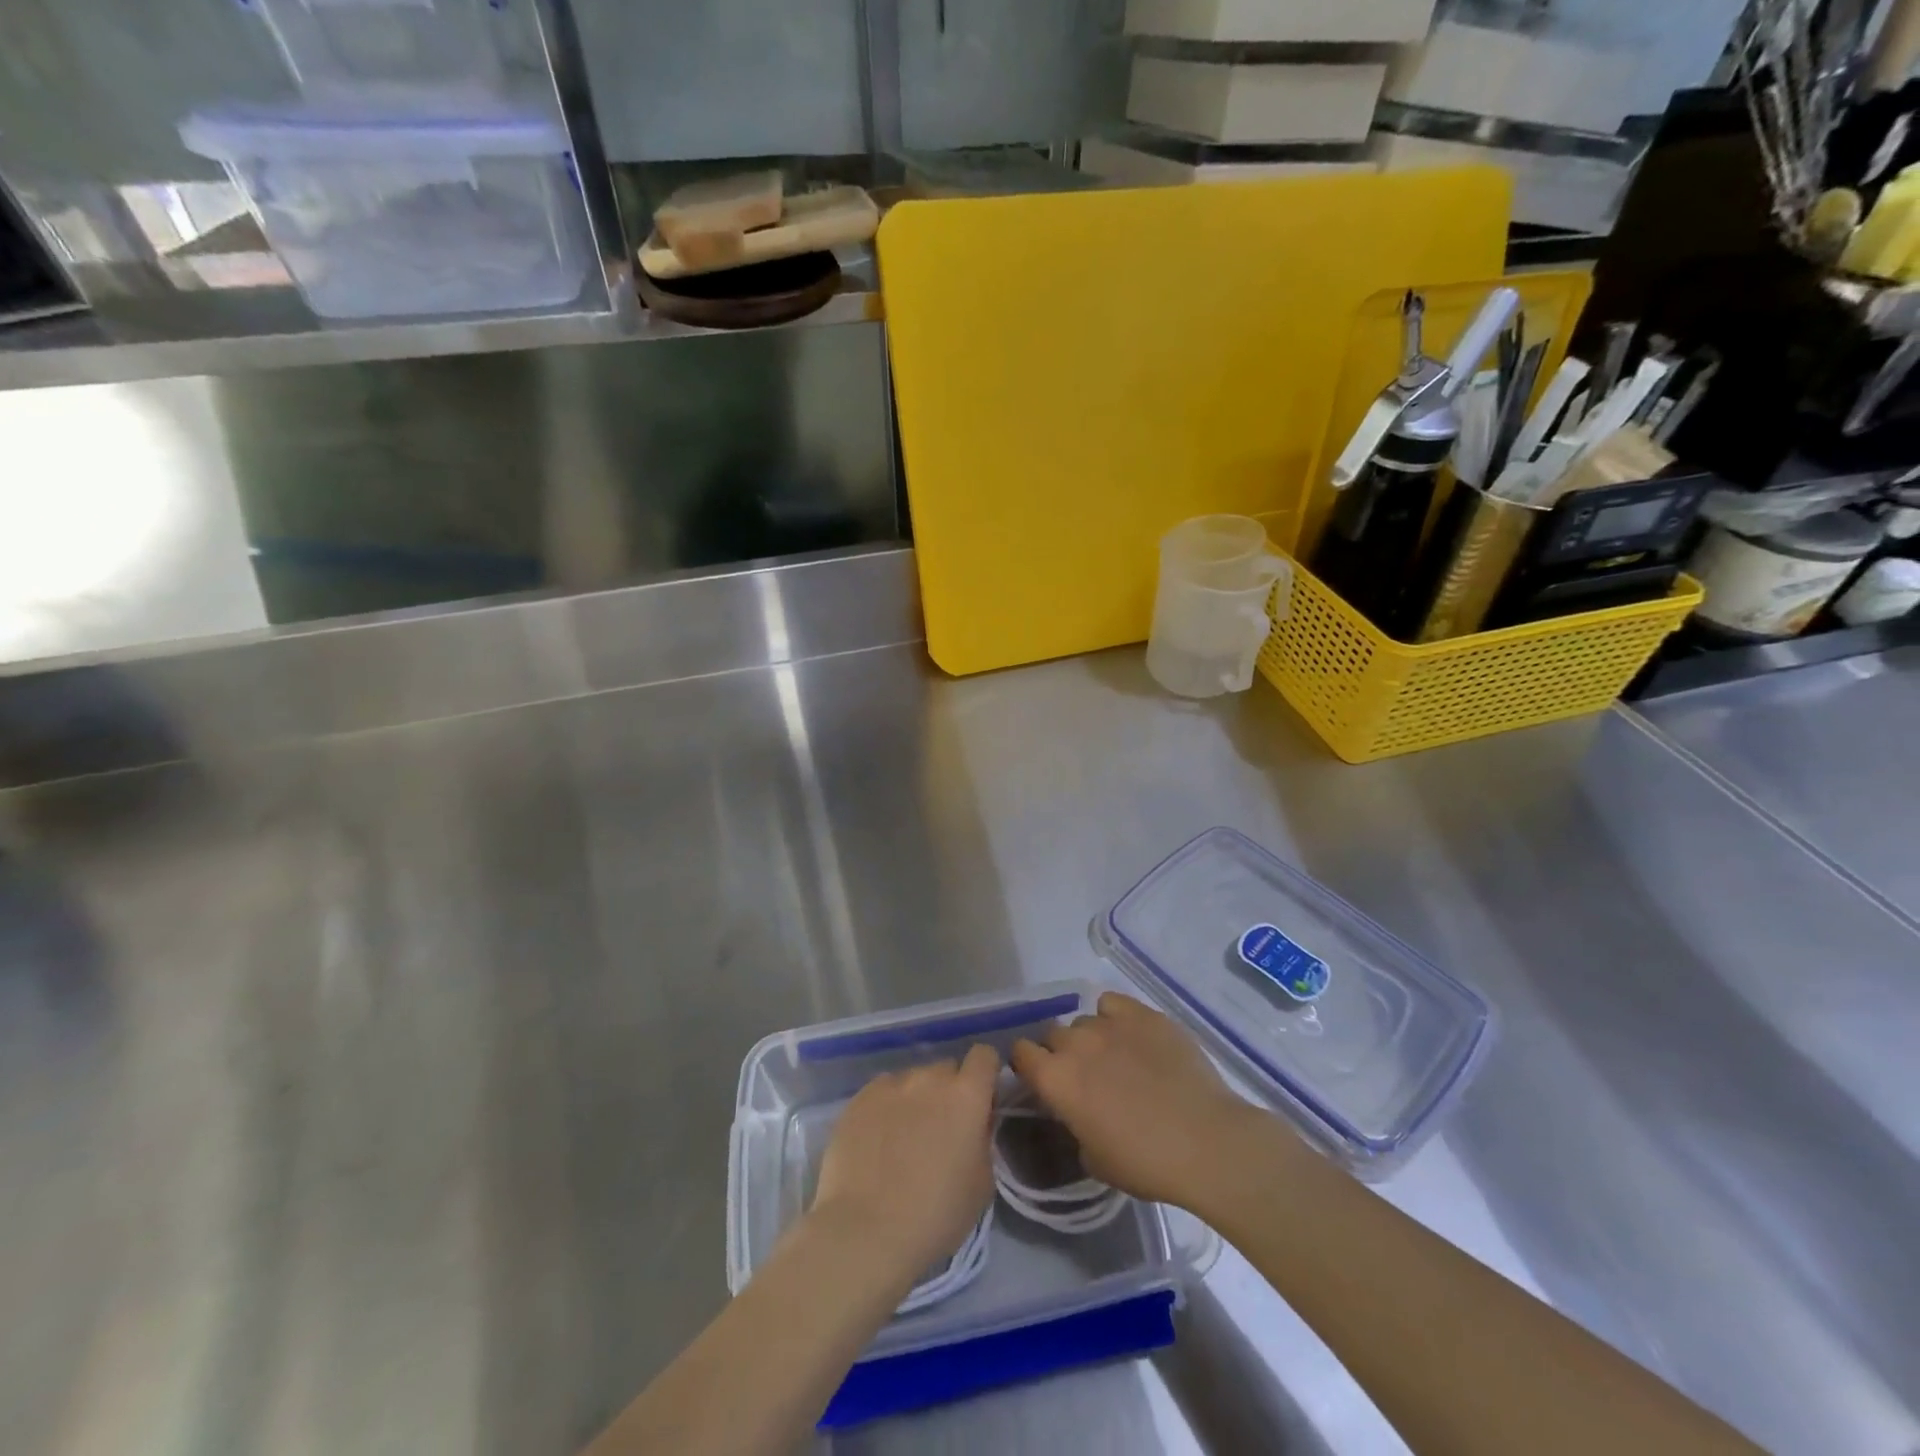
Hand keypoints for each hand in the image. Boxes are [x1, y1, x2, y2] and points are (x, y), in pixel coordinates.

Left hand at [809, 1044, 1000, 1282]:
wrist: (866, 1231)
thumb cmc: (936, 1215)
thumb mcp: (982, 1183)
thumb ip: (982, 1139)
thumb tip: (973, 1124)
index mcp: (966, 1095)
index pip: (984, 1056)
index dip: (985, 1074)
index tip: (981, 1101)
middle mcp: (929, 1078)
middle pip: (946, 1069)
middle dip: (949, 1091)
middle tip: (941, 1129)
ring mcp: (891, 1084)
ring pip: (912, 1080)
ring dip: (916, 1099)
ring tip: (903, 1138)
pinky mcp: (859, 1098)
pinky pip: (882, 1091)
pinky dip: (886, 1107)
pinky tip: (877, 1140)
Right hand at [1012, 992, 1274, 1209]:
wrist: (1206, 1142)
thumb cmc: (1146, 1163)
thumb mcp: (1095, 1159)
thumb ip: (1075, 1126)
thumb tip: (1079, 1112)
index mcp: (1056, 1080)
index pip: (1020, 1053)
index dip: (1028, 1065)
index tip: (1041, 1079)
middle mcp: (1075, 1044)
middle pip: (1053, 1034)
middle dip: (1061, 1052)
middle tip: (1084, 1076)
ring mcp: (1110, 1024)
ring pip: (1085, 1021)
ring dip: (1091, 1038)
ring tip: (1116, 1059)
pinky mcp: (1143, 1014)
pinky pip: (1112, 1003)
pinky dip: (1115, 1016)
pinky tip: (1131, 1036)